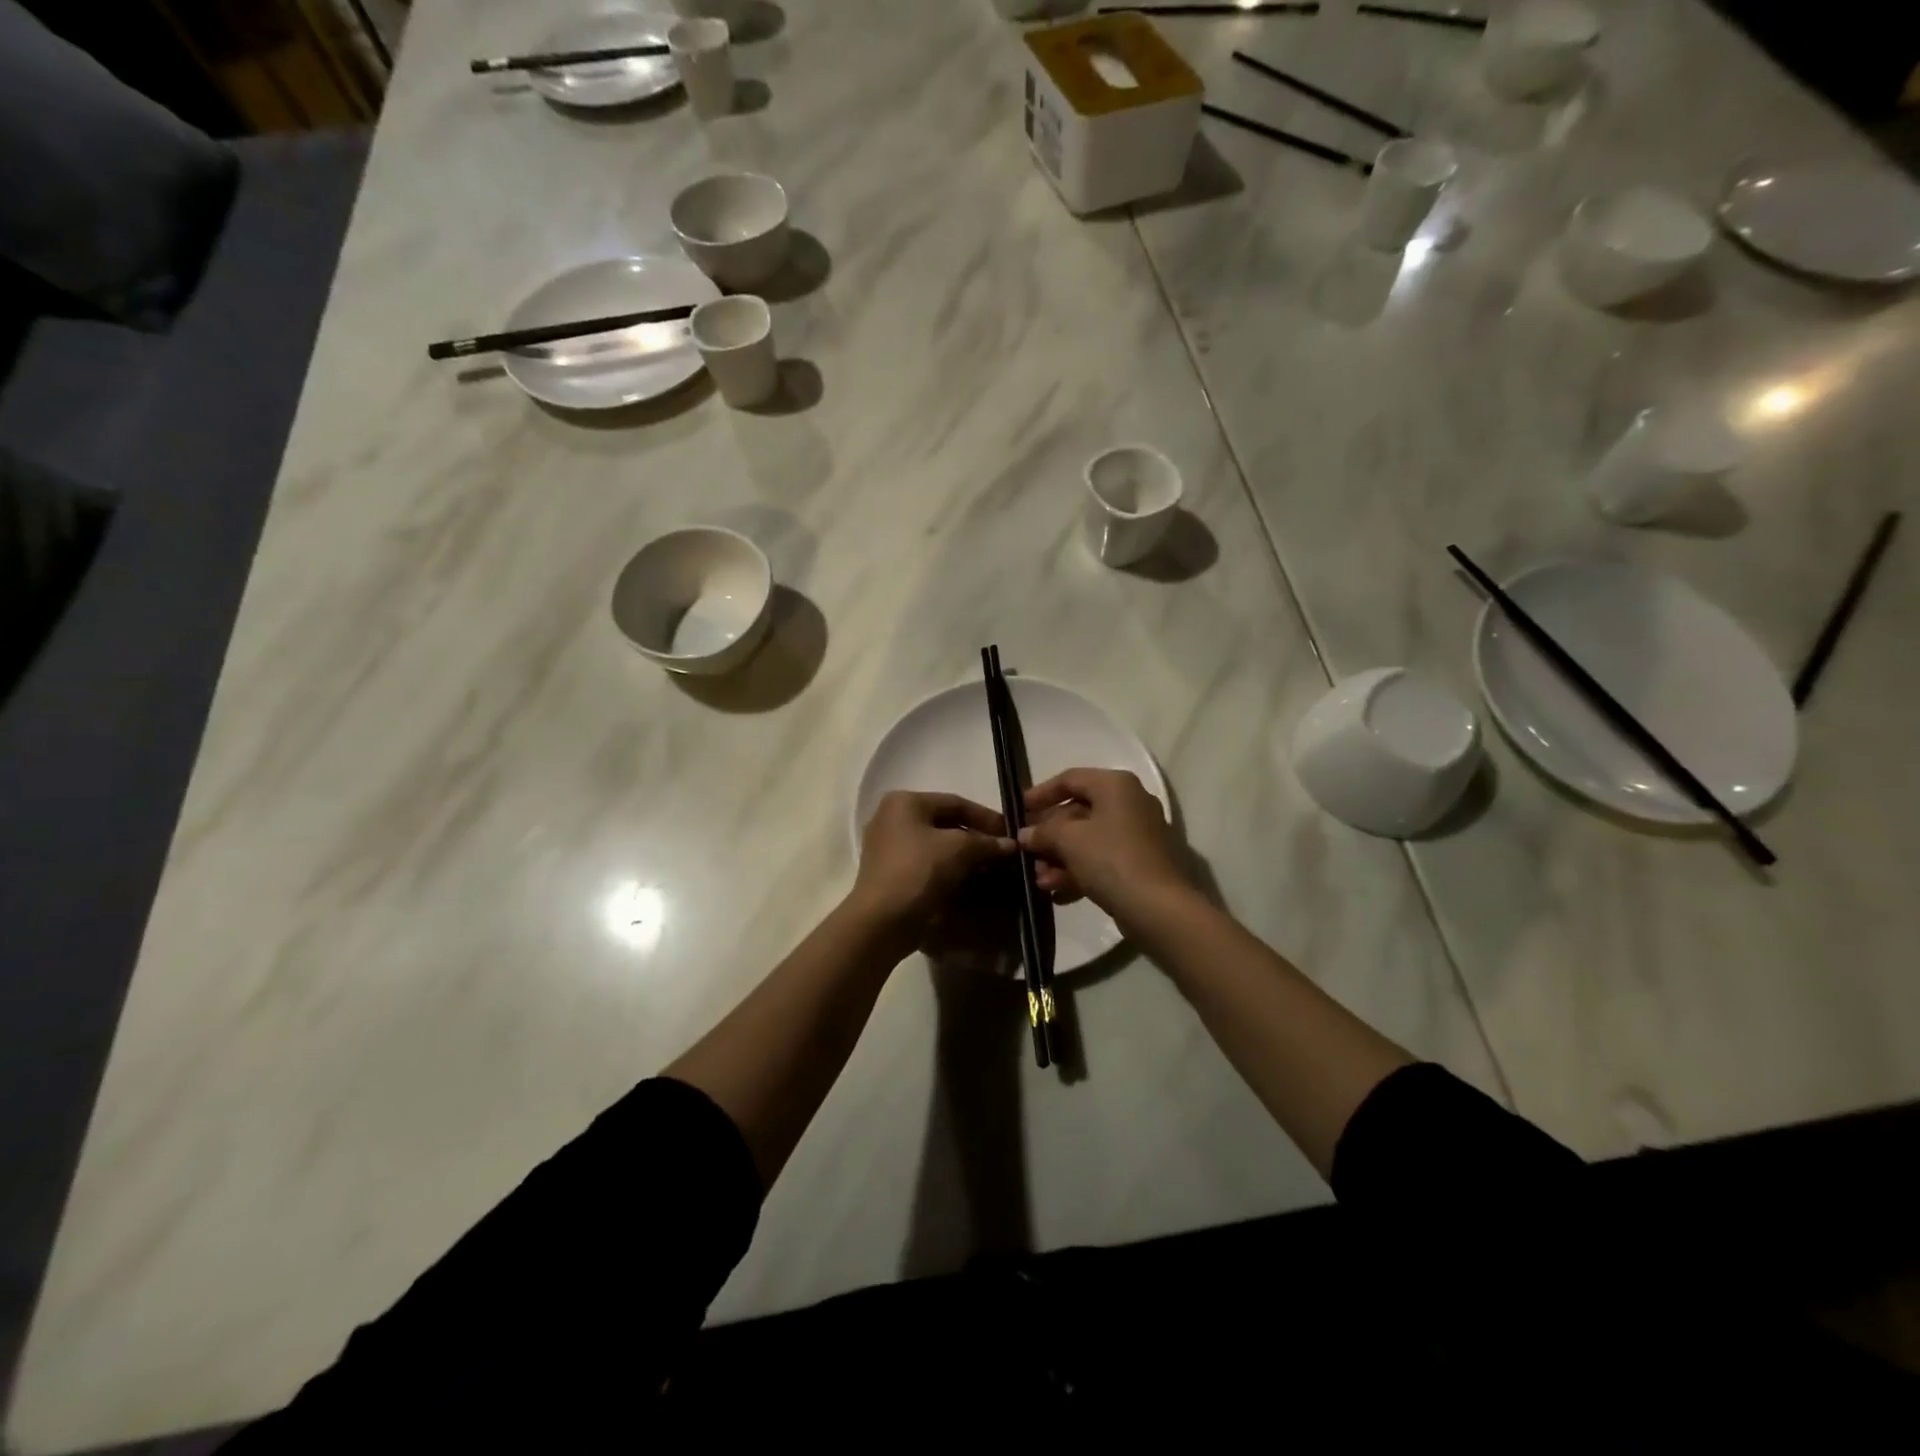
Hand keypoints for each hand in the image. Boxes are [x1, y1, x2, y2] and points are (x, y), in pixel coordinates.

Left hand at [851, 791, 1014, 944]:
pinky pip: (926, 863)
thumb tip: (1011, 844)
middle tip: (1003, 853)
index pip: (956, 802)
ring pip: (937, 845)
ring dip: (965, 856)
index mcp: (905, 802)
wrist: (882, 921)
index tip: (1011, 834)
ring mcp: (888, 847)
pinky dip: (949, 869)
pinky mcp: (890, 873)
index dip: (987, 817)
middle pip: (945, 823)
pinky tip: (970, 881)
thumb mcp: (959, 849)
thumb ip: (987, 842)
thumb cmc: (918, 871)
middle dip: (977, 838)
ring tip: (992, 869)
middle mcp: (892, 818)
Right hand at [1019, 768, 1189, 917]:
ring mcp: (1138, 835)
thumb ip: (1042, 831)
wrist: (1158, 907)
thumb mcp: (1068, 840)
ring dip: (1059, 858)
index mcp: (1116, 785)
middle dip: (1048, 835)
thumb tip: (1026, 834)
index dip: (1040, 793)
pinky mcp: (1140, 863)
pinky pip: (1102, 860)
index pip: (1070, 779)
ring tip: (1038, 879)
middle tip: (1026, 851)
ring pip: (1088, 840)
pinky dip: (1078, 872)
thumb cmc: (1110, 859)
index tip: (1018, 810)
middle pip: (1078, 812)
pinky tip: (1056, 893)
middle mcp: (1130, 803)